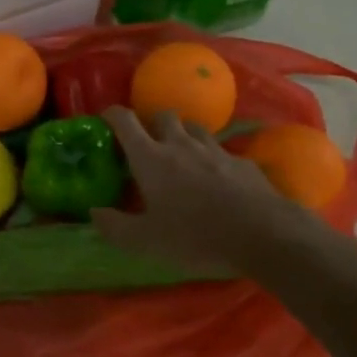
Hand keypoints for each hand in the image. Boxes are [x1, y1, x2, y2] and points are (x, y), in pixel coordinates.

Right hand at [91, 107, 328, 275]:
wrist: (263, 234)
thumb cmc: (196, 236)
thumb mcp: (146, 242)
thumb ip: (115, 226)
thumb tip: (94, 212)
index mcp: (150, 158)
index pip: (124, 120)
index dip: (112, 114)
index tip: (105, 120)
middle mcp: (180, 144)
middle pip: (163, 115)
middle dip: (152, 123)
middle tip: (149, 144)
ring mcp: (214, 149)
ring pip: (194, 128)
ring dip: (184, 135)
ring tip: (182, 156)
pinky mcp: (241, 161)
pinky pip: (221, 151)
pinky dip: (212, 158)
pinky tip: (217, 179)